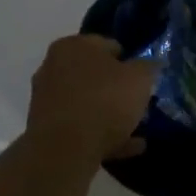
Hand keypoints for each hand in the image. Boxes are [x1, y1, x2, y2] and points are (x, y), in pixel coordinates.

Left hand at [26, 35, 158, 161]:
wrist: (65, 150)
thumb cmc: (104, 101)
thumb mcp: (140, 78)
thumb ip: (147, 67)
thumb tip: (149, 65)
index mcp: (73, 46)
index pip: (108, 45)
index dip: (129, 60)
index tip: (144, 77)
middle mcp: (54, 67)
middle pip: (94, 75)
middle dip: (116, 88)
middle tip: (138, 102)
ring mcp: (47, 99)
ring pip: (87, 103)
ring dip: (110, 114)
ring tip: (136, 129)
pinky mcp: (47, 129)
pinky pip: (81, 128)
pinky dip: (102, 135)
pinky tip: (127, 147)